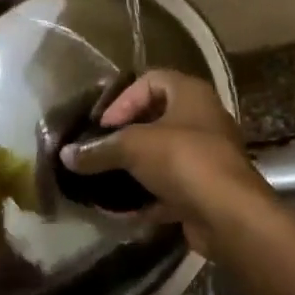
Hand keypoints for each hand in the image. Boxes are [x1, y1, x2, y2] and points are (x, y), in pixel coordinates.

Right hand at [58, 69, 267, 256]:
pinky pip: (169, 188)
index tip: (102, 126)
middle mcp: (203, 119)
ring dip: (134, 169)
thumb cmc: (183, 160)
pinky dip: (146, 197)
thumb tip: (65, 155)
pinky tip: (120, 212)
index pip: (151, 80)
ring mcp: (206, 156)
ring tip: (104, 182)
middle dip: (125, 136)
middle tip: (100, 152)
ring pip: (162, 156)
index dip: (123, 99)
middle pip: (156, 119)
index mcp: (190, 94)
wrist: (229, 214)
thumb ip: (98, 150)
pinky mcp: (205, 190)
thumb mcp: (133, 147)